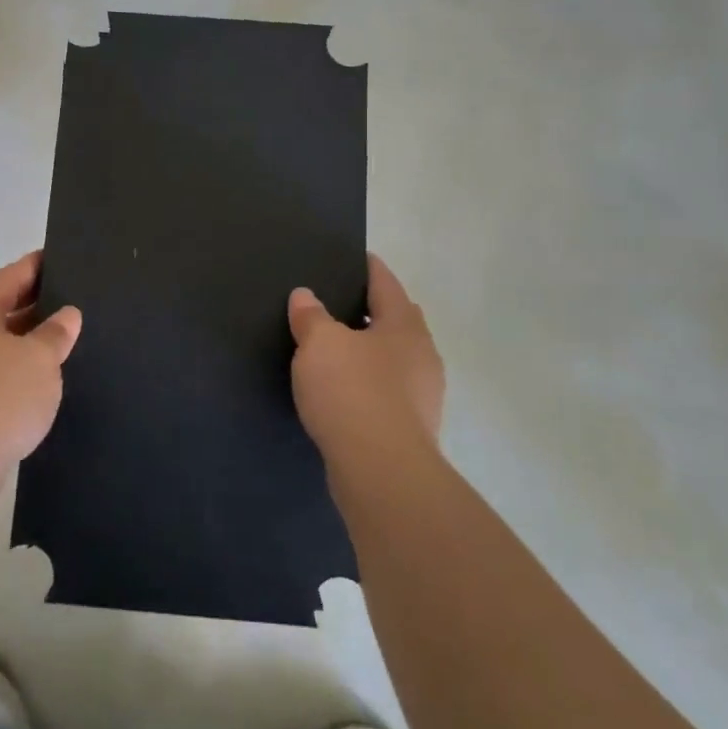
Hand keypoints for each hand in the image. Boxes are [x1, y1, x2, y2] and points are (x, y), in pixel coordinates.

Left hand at [0, 251, 82, 474]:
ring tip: (59, 339)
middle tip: (71, 301)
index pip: (14, 274)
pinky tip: (34, 376)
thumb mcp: (41, 361)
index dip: (41, 266)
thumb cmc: (0, 399)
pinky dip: (9, 363)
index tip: (64, 259)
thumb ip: (57, 333)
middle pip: (0, 303)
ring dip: (22, 337)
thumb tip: (67, 314)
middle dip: (34, 303)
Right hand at [288, 254, 444, 469]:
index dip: (370, 268)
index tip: (356, 257)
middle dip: (374, 310)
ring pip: (395, 358)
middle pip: (398, 320)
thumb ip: (311, 316)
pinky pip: (389, 391)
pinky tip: (346, 391)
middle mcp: (422, 355)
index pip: (386, 283)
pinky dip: (370, 383)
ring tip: (338, 348)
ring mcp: (422, 395)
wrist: (381, 471)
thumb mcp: (319, 344)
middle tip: (341, 303)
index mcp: (404, 325)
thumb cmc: (352, 392)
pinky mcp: (412, 428)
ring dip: (372, 351)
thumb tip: (305, 296)